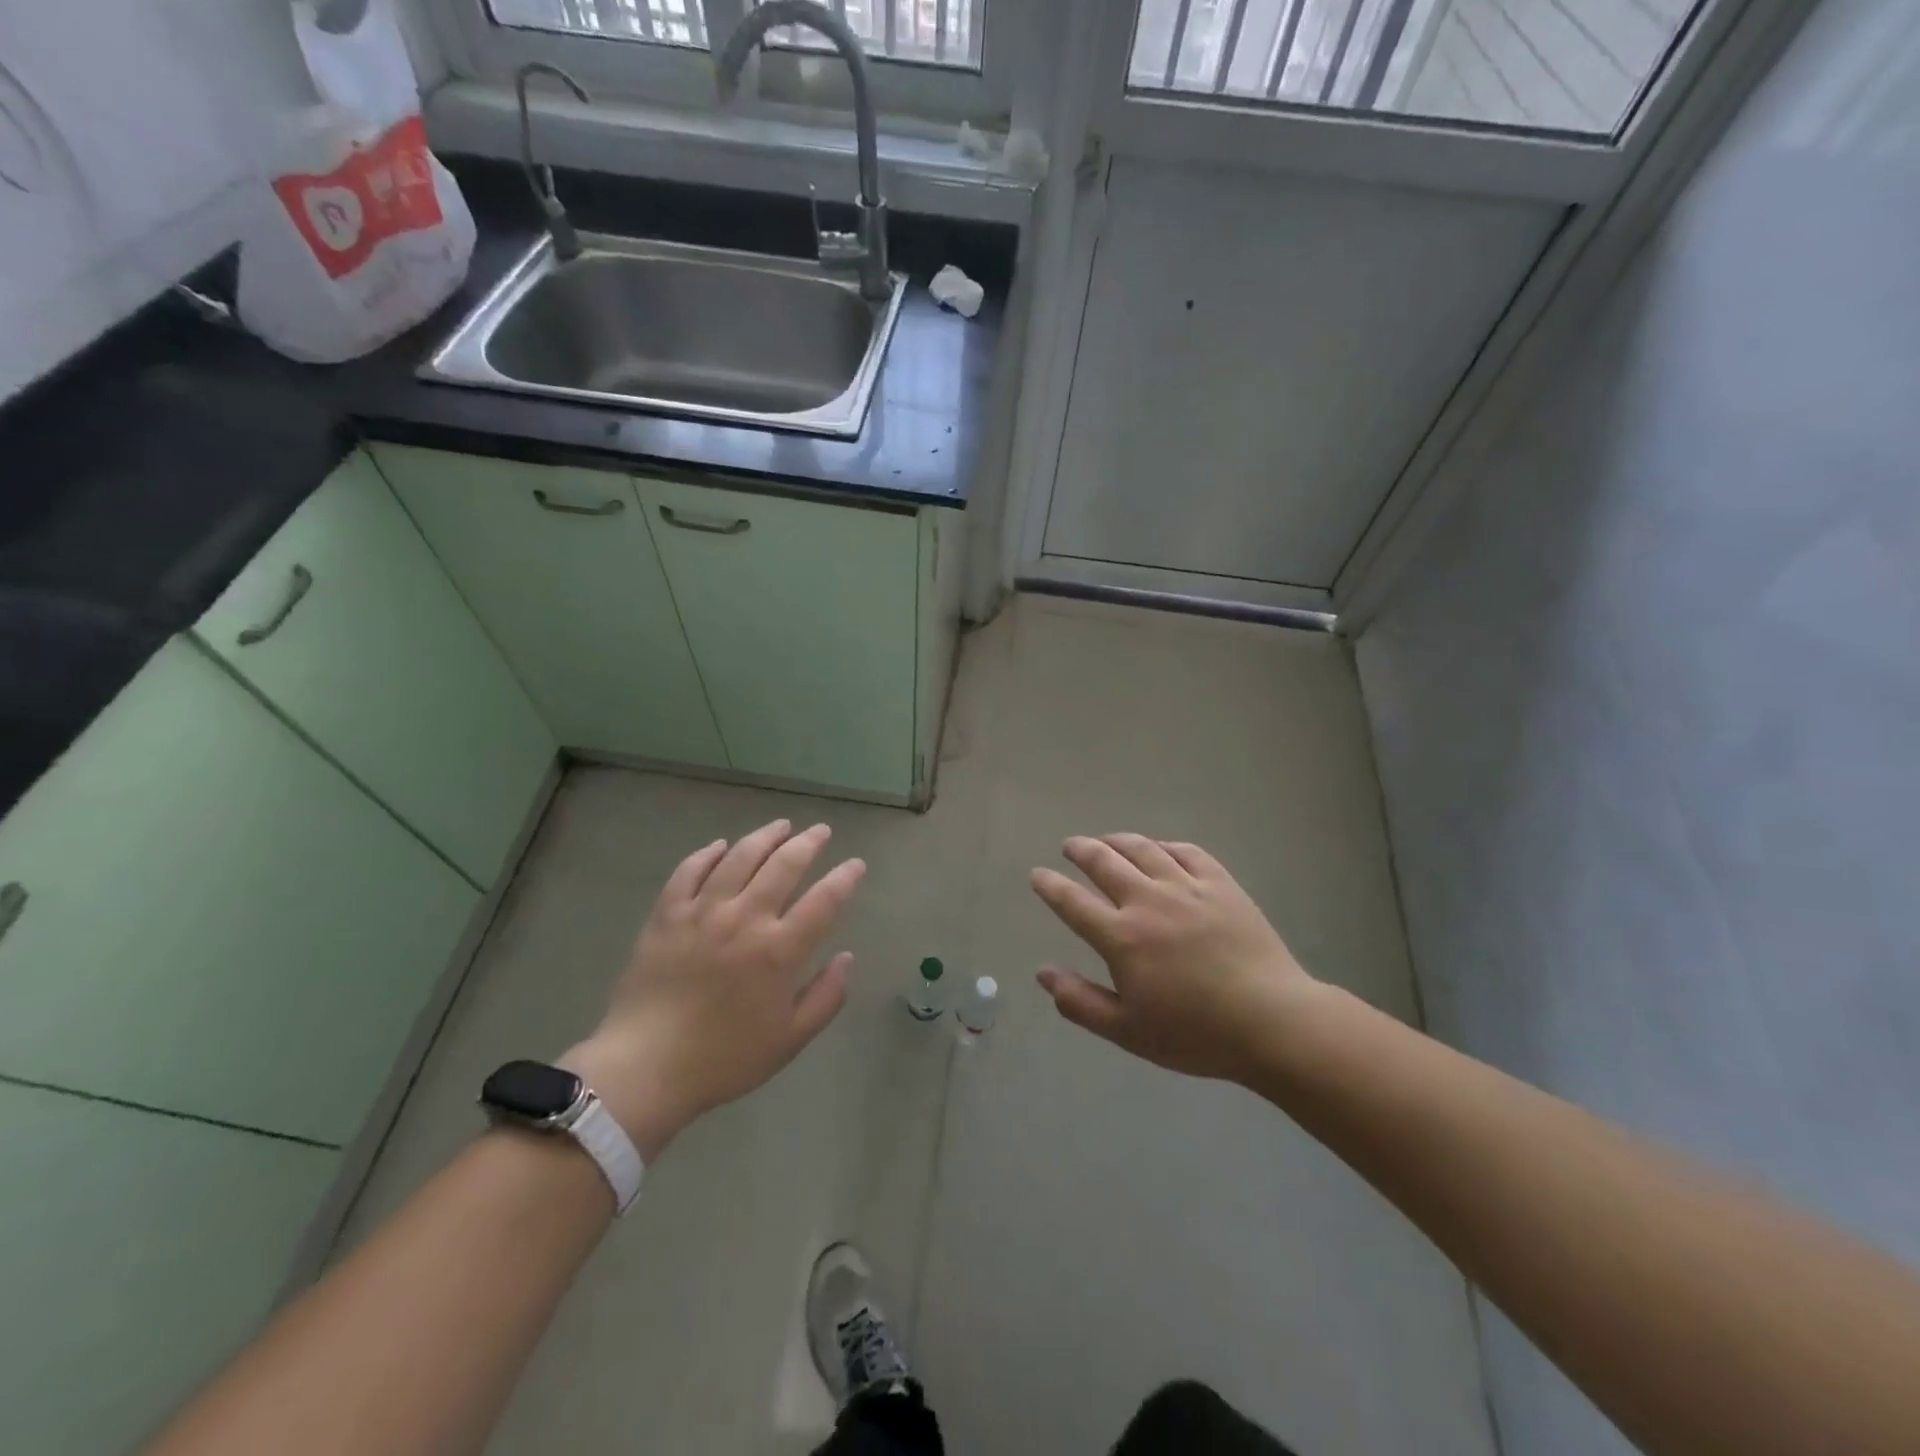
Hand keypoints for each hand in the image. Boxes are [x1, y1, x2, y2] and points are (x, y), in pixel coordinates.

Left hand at [561, 820, 863, 1160]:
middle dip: (808, 843)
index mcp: (779, 950)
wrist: (644, 1068)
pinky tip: (721, 846)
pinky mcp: (667, 914)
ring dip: (765, 836)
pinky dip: (708, 853)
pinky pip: (689, 871)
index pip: (824, 900)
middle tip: (820, 831)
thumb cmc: (724, 1058)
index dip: (845, 878)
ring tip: (781, 826)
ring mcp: (702, 912)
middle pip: (784, 865)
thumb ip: (826, 997)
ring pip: (739, 857)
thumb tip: (847, 958)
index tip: (856, 865)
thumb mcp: (790, 1039)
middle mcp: (744, 919)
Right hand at [1031, 834, 1320, 1083]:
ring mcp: (1187, 888)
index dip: (1050, 886)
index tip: (1038, 875)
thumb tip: (1042, 973)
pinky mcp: (1221, 884)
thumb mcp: (1128, 1031)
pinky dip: (1165, 845)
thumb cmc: (1196, 1034)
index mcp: (1121, 937)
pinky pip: (1187, 852)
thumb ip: (1080, 1002)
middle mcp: (1148, 901)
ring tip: (1107, 840)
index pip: (1072, 902)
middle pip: (1104, 862)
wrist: (1272, 1022)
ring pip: (1143, 849)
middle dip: (1081, 850)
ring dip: (1118, 840)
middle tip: (1070, 846)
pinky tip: (1160, 849)